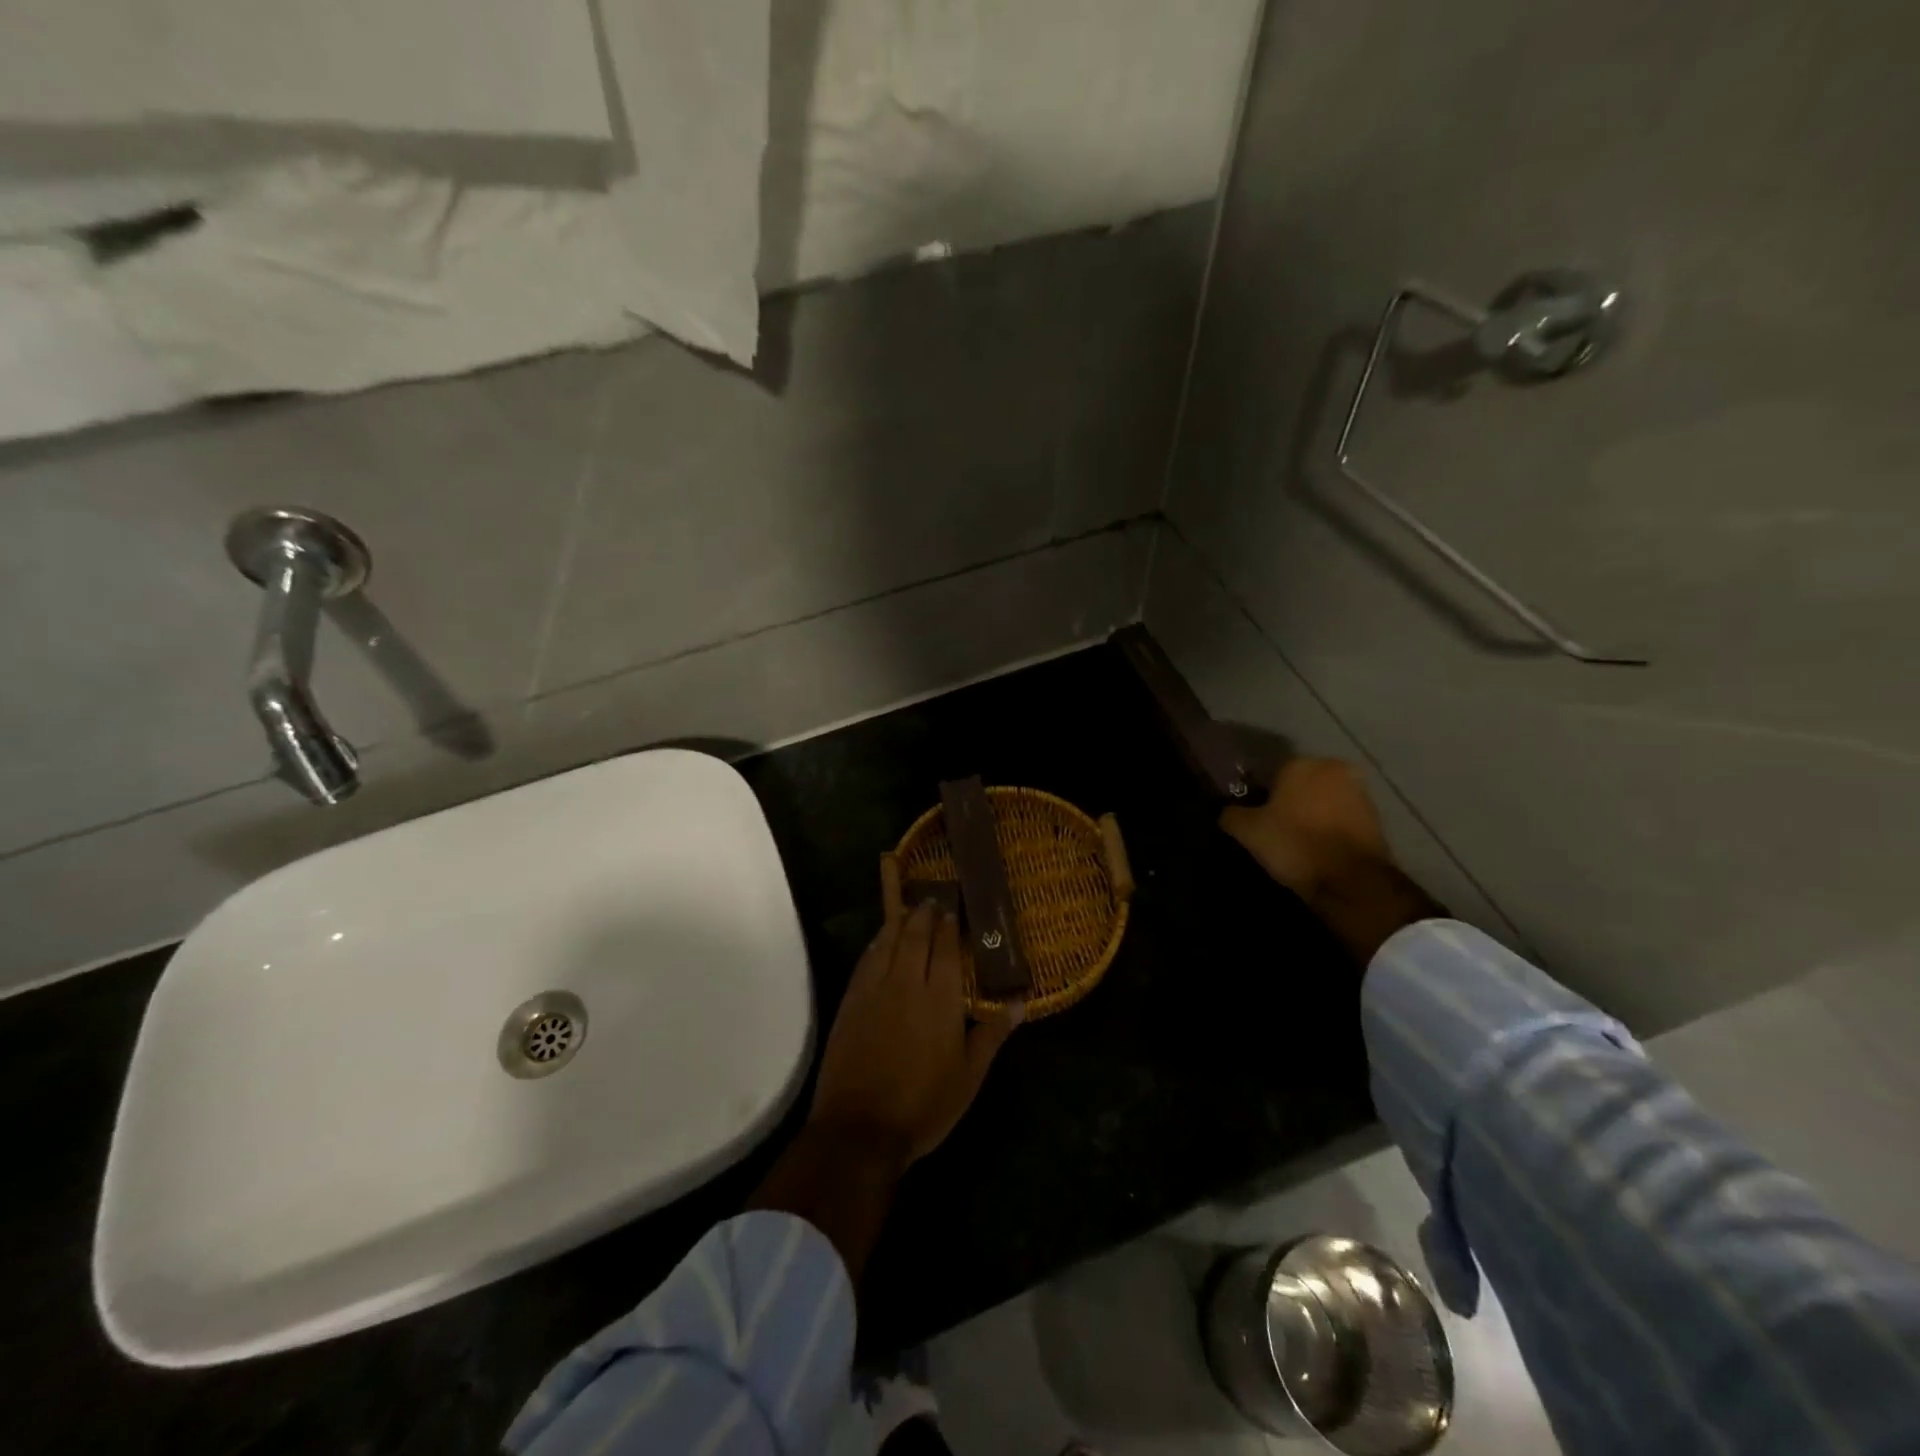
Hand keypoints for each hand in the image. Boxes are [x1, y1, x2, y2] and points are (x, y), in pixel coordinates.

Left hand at [811, 902, 1020, 1165]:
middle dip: (924, 914)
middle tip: (933, 899)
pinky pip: (865, 961)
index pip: (944, 947)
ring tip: (909, 910)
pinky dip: (876, 944)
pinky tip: (880, 942)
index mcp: (939, 997)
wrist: (859, 1128)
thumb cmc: (924, 1104)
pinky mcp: (850, 1002)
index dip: (949, 924)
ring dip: (899, 922)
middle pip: (914, 935)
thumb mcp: (969, 1075)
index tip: (954, 907)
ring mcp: (873, 990)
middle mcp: (905, 982)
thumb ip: (992, 1033)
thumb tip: (1020, 1002)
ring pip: (887, 942)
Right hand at [1220, 757, 1391, 899]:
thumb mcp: (1248, 831)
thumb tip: (1227, 811)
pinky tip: (1317, 849)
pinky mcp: (1376, 817)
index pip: (1270, 772)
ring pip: (1322, 800)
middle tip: (1272, 827)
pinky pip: (1341, 818)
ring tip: (1295, 841)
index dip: (1259, 794)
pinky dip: (1329, 828)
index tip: (1252, 815)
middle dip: (1287, 800)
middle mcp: (1333, 768)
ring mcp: (1360, 792)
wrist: (1352, 881)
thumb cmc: (1295, 844)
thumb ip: (1231, 814)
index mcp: (1301, 763)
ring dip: (1310, 814)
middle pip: (1299, 783)